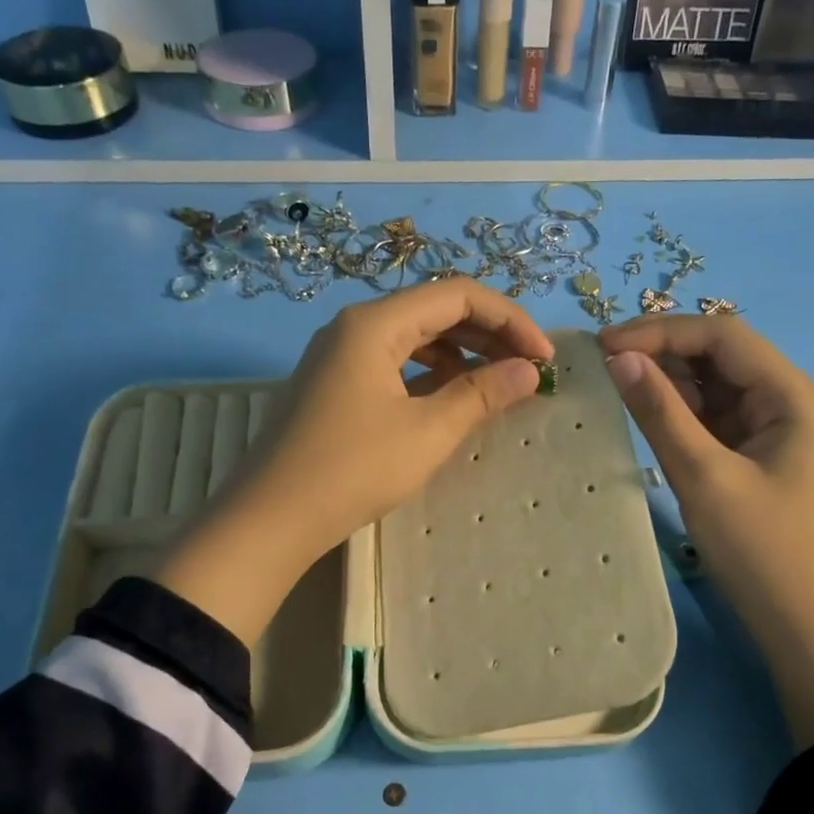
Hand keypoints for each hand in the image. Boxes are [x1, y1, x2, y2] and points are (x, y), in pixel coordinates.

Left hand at [155, 279, 553, 644]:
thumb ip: (482, 394)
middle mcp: (356, 326)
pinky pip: (395, 362)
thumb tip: (529, 370)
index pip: (458, 295)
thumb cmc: (353, 469)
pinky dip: (432, 373)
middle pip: (436, 310)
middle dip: (489, 334)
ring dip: (463, 354)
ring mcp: (341, 355)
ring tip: (498, 384)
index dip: (510, 319)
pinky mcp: (336, 383)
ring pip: (416, 337)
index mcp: (375, 323)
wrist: (270, 519)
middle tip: (529, 369)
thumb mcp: (428, 432)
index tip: (543, 358)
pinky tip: (452, 398)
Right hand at [600, 316, 813, 745]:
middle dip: (662, 352)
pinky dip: (678, 410)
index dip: (661, 331)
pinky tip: (644, 411)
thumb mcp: (704, 477)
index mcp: (792, 396)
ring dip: (667, 380)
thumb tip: (619, 358)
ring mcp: (772, 427)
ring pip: (713, 383)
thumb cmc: (761, 551)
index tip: (605, 345)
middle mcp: (788, 400)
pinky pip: (713, 415)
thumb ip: (661, 413)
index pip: (722, 336)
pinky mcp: (755, 452)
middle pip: (720, 354)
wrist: (803, 625)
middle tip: (603, 364)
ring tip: (614, 384)